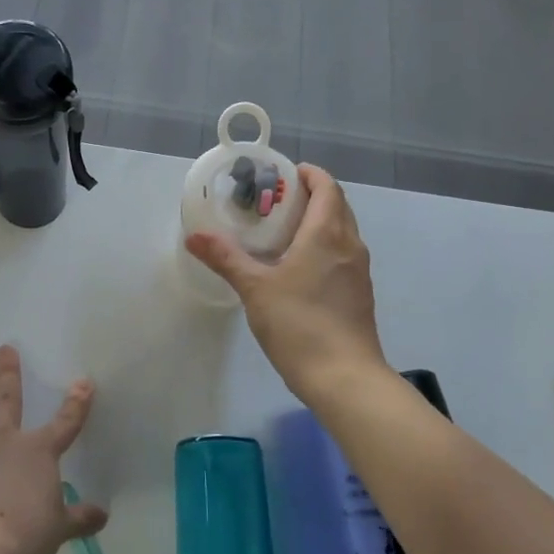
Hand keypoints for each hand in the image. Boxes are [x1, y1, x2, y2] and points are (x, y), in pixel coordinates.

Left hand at [0, 345, 107, 553]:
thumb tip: (103, 515)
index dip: (77, 404)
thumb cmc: (28, 532)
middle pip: (7, 402)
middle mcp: (3, 445)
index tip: (83, 382)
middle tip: (3, 349)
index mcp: (37, 452)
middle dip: (6, 375)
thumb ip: (80, 518)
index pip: (65, 424)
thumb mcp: (60, 527)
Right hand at [185, 164, 386, 403]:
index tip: (283, 174)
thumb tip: (194, 236)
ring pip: (342, 231)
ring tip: (284, 232)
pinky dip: (325, 246)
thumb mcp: (255, 289)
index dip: (309, 174)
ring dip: (319, 221)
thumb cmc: (299, 324)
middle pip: (337, 206)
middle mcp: (350, 245)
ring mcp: (359, 271)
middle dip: (311, 196)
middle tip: (276, 201)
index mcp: (327, 234)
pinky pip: (343, 255)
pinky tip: (299, 268)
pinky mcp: (360, 294)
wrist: (345, 378)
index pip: (327, 187)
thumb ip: (226, 258)